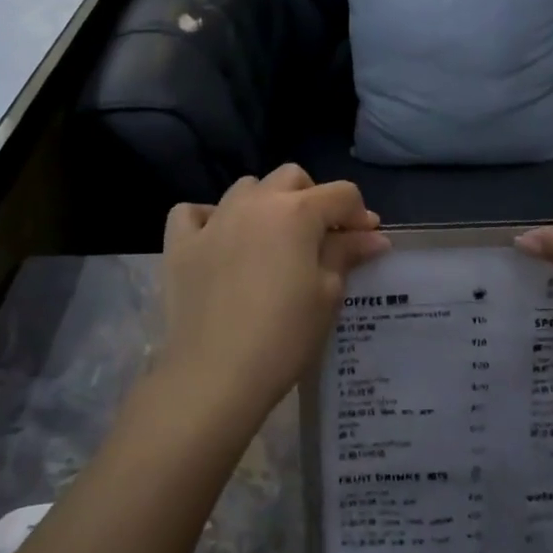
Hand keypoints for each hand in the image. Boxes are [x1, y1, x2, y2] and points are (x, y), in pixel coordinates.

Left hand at [159, 165, 389, 428]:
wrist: (215, 375)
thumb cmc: (284, 336)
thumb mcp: (327, 294)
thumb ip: (347, 254)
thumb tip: (372, 236)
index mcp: (297, 211)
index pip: (341, 194)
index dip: (359, 214)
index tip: (365, 242)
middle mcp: (255, 202)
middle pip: (292, 177)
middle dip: (313, 198)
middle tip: (321, 238)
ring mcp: (214, 220)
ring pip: (246, 187)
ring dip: (265, 203)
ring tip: (271, 239)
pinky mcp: (180, 244)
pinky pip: (193, 212)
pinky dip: (209, 219)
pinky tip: (219, 241)